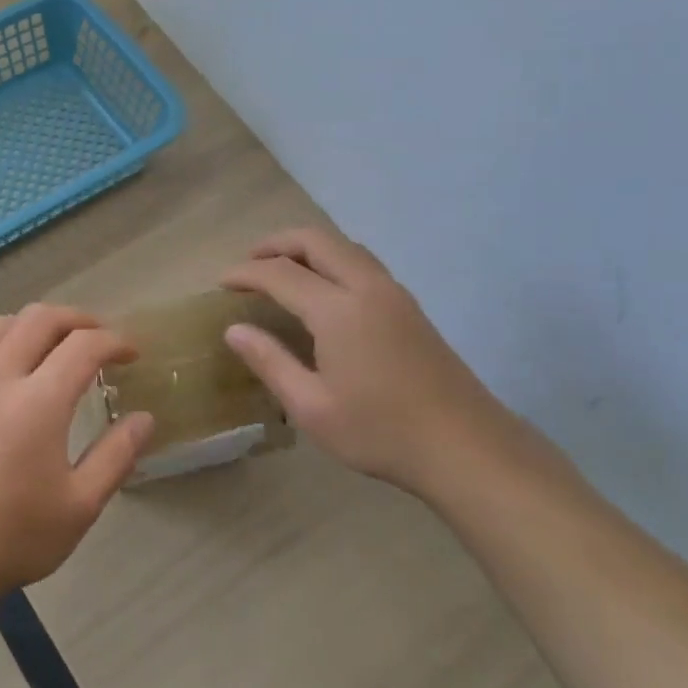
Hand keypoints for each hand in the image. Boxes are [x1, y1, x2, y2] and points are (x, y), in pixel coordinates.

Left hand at [0, 305, 155, 616]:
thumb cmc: (12, 537)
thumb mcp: (80, 506)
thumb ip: (116, 456)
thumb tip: (144, 418)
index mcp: (37, 402)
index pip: (83, 346)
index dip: (115, 341)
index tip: (133, 354)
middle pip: (40, 318)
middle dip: (78, 319)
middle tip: (102, 339)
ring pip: (1, 324)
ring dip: (36, 323)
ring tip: (57, 346)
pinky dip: (3, 342)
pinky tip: (13, 374)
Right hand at [220, 227, 510, 498]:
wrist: (465, 447)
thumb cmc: (380, 432)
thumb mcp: (311, 407)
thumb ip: (270, 361)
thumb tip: (233, 330)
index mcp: (338, 310)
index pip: (280, 273)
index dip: (246, 272)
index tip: (221, 282)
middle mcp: (367, 287)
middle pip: (316, 240)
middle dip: (276, 243)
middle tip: (249, 263)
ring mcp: (394, 293)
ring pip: (344, 246)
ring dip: (307, 247)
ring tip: (282, 270)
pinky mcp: (410, 307)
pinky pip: (362, 262)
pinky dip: (332, 260)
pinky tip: (323, 290)